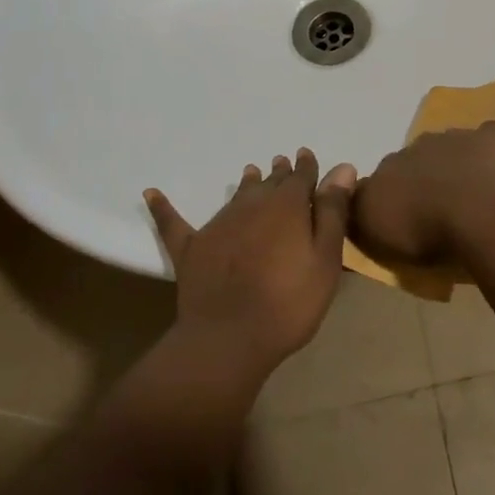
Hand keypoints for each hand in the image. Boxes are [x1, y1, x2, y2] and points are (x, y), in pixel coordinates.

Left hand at [145, 149, 355, 376]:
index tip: (307, 156)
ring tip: (250, 172)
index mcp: (287, 207)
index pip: (301, 177)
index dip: (307, 167)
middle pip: (269, 183)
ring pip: (235, 195)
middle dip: (279, 173)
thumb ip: (332, 212)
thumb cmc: (289, 302)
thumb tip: (343, 168)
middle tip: (282, 163)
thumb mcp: (325, 259)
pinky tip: (150, 193)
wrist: (229, 339)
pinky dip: (163, 207)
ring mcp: (218, 224)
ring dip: (246, 184)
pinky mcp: (190, 247)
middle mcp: (251, 205)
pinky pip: (173, 222)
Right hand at [351, 123, 494, 265]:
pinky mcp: (490, 140)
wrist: (476, 215)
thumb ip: (360, 209)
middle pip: (415, 160)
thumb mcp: (371, 228)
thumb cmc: (423, 228)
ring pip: (449, 146)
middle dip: (421, 177)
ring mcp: (455, 138)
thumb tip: (358, 196)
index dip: (390, 195)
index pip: (381, 177)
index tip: (400, 217)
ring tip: (466, 194)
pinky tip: (493, 166)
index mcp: (387, 166)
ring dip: (453, 163)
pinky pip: (486, 136)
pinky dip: (488, 147)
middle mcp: (416, 146)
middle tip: (434, 208)